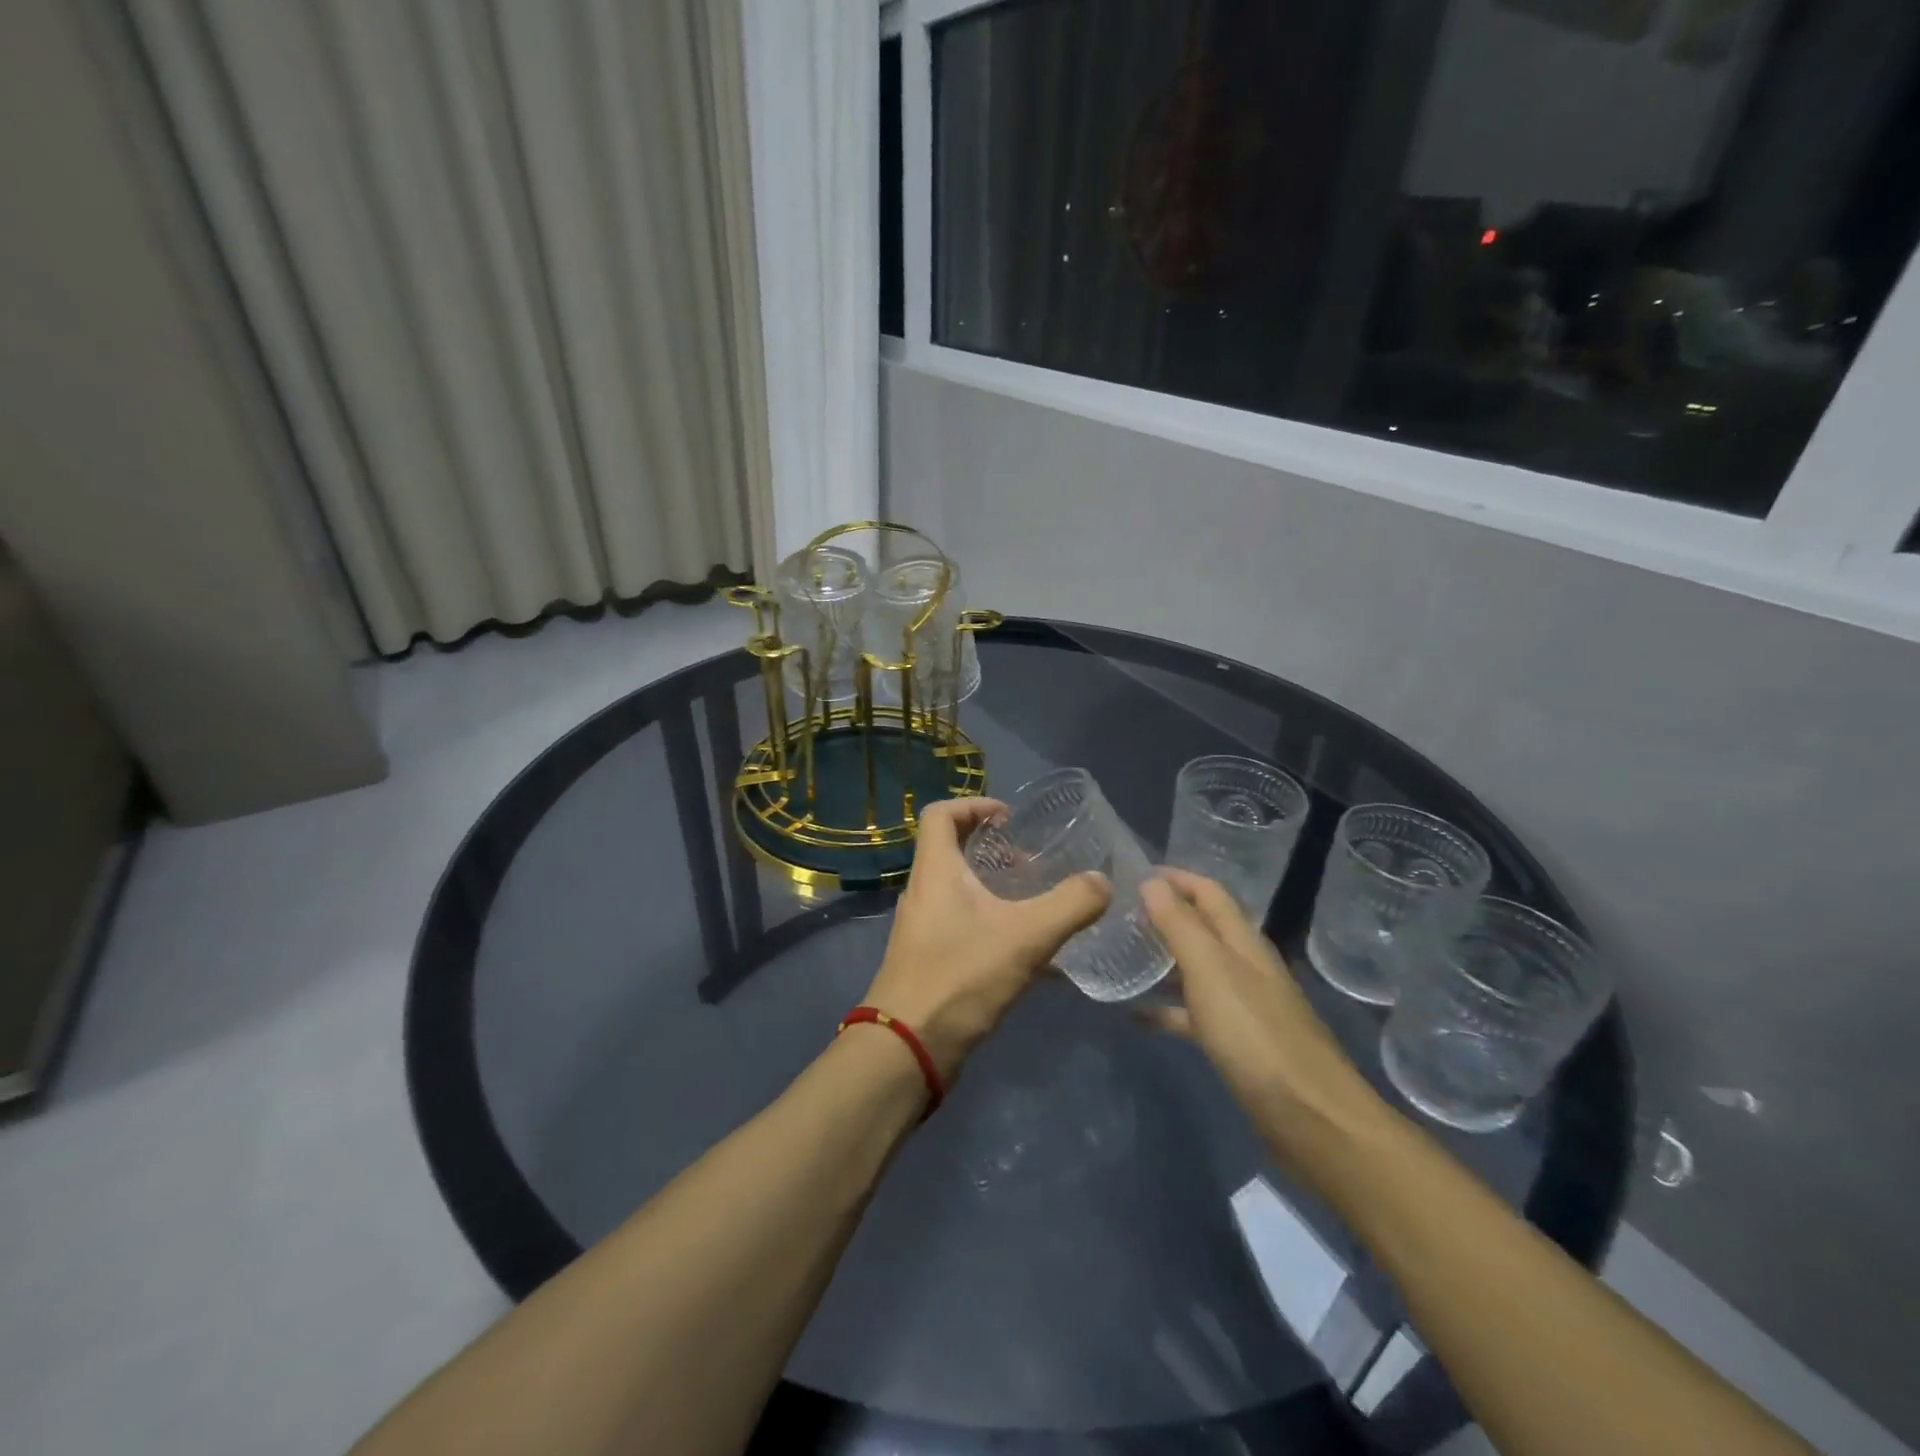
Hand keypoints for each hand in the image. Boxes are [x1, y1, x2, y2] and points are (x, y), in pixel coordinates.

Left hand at [864, 797, 1109, 1079]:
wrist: (908, 1048)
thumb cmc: (961, 976)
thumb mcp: (1026, 937)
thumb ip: (1070, 905)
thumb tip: (1102, 881)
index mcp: (935, 871)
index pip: (940, 813)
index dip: (974, 805)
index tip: (1009, 818)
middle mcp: (923, 892)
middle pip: (950, 850)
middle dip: (990, 848)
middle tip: (1029, 861)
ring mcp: (922, 928)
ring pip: (957, 890)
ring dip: (992, 887)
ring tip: (1033, 902)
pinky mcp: (927, 959)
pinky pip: (960, 924)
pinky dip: (990, 922)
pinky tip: (1026, 952)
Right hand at [1139, 870, 1383, 1160]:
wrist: (1312, 1119)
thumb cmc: (1256, 1035)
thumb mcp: (1211, 971)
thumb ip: (1180, 925)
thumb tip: (1151, 881)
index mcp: (1243, 941)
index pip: (1208, 892)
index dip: (1174, 877)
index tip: (1131, 873)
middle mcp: (1245, 965)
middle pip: (1202, 926)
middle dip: (1164, 913)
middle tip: (1118, 912)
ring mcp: (1243, 1005)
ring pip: (1196, 968)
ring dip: (1163, 958)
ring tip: (1122, 955)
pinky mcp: (1238, 1042)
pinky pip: (1194, 1014)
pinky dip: (1167, 1009)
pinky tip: (1137, 1016)